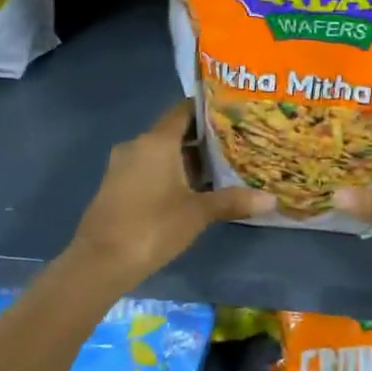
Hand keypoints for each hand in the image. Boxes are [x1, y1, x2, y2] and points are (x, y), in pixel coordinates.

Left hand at [70, 101, 275, 287]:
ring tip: (217, 169)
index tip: (232, 113)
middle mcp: (137, 145)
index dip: (207, 109)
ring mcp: (122, 165)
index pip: (183, 111)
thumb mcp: (197, 214)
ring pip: (159, 152)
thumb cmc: (152, 227)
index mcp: (156, 141)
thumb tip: (271, 200)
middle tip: (233, 145)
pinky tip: (188, 190)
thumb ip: (232, 201)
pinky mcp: (115, 185)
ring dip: (184, 159)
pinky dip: (167, 173)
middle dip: (201, 139)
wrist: (100, 261)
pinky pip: (146, 168)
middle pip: (173, 132)